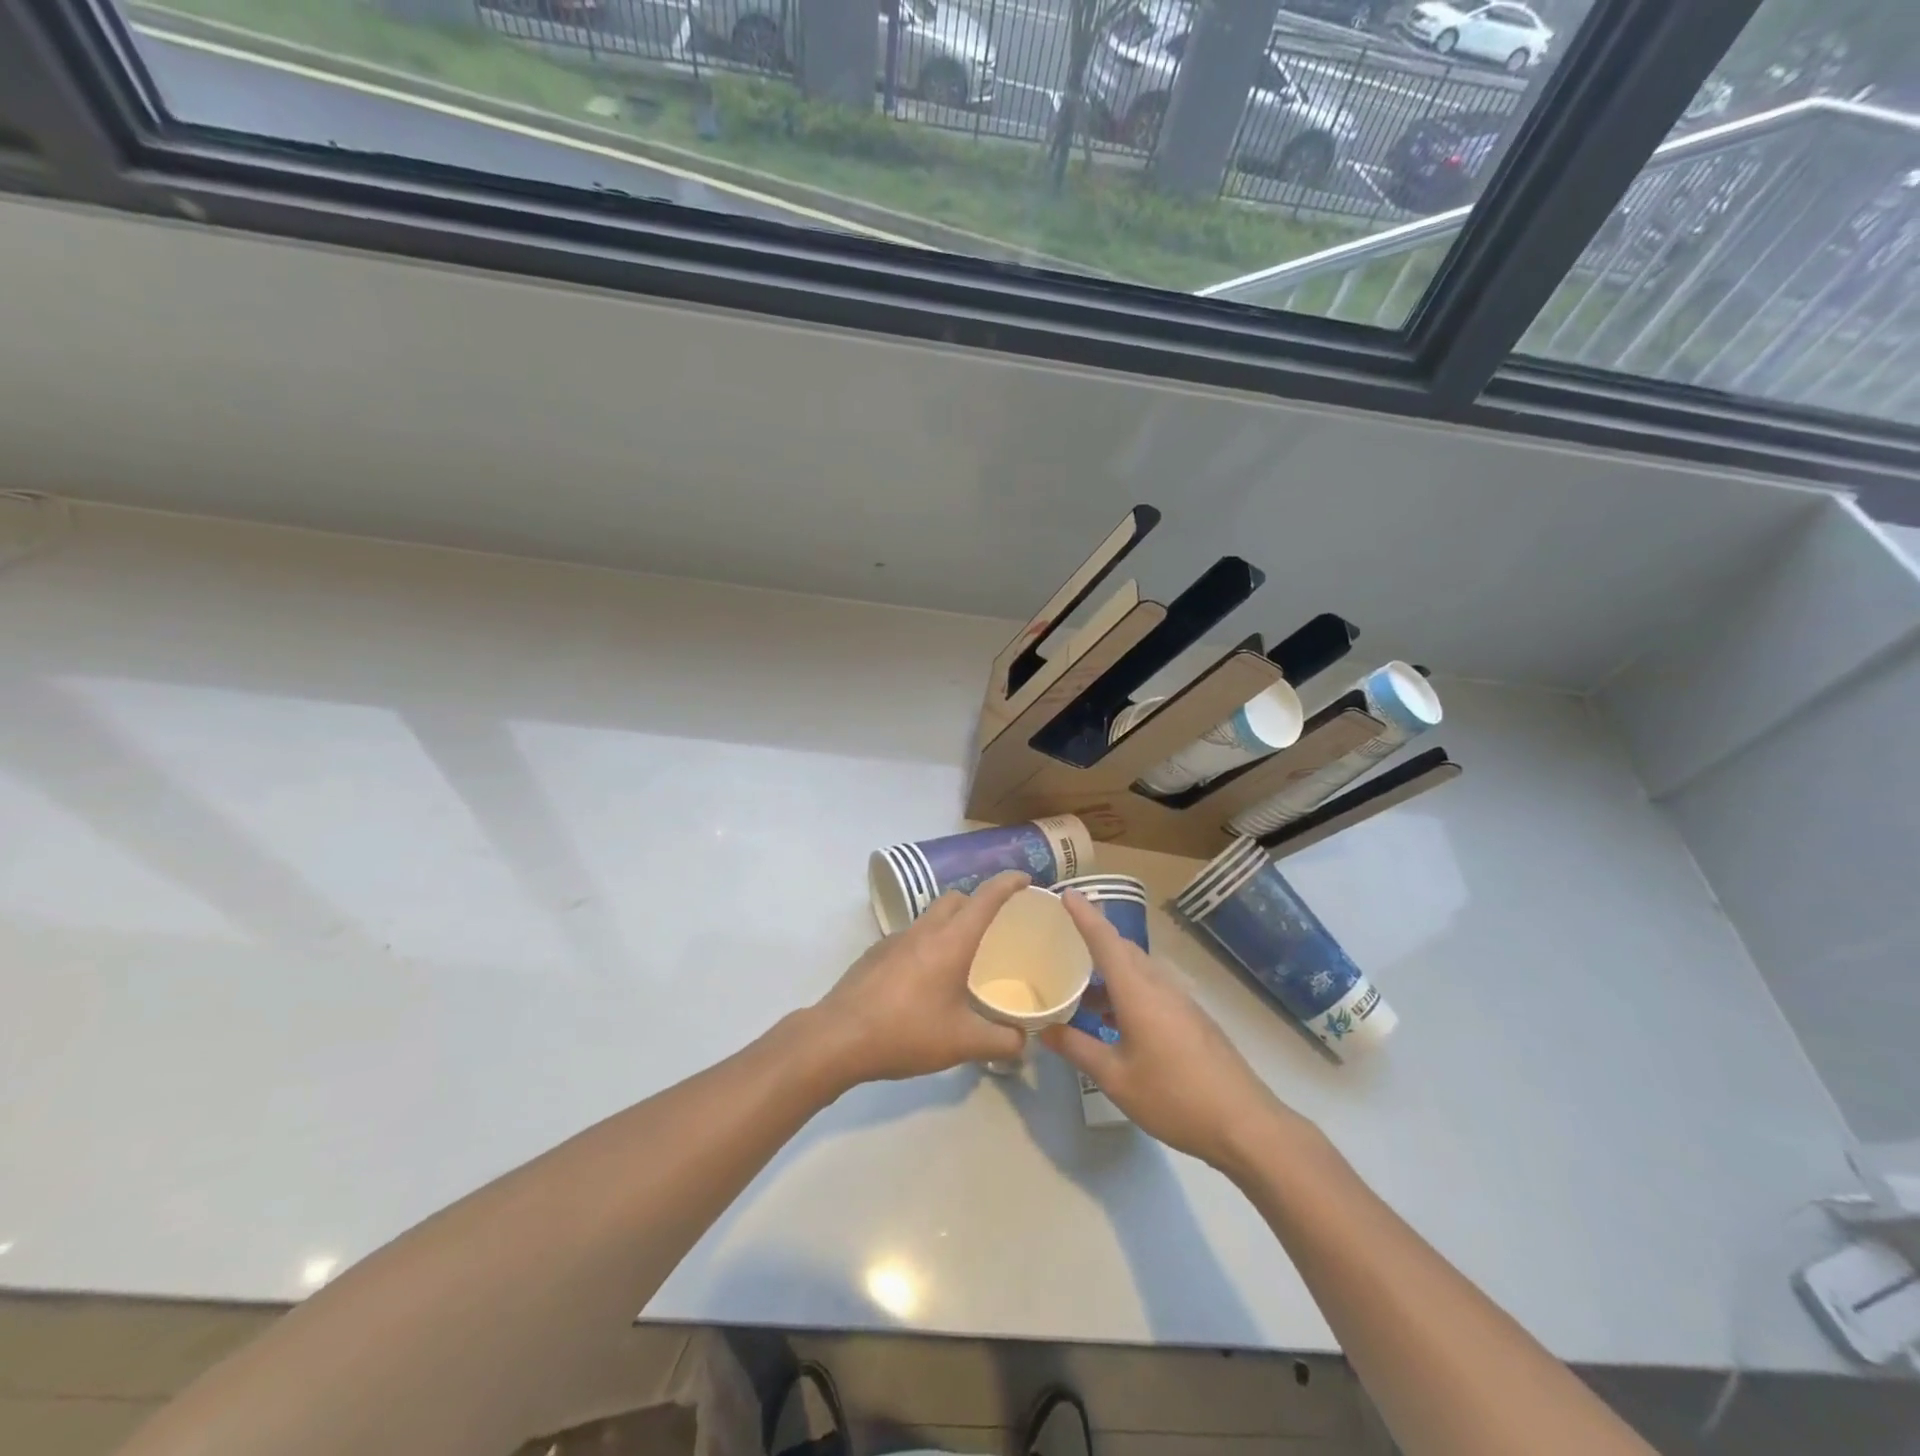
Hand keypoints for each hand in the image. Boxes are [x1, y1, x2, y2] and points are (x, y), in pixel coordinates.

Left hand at [813, 871, 1030, 1085]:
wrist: (839, 1038)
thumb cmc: (907, 1032)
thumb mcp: (963, 1043)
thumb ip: (1001, 1041)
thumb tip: (1022, 1040)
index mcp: (951, 941)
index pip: (985, 898)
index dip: (1008, 883)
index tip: (1025, 879)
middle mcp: (924, 930)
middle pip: (955, 899)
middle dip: (978, 902)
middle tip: (995, 926)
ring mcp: (895, 939)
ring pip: (930, 917)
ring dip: (950, 924)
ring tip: (962, 956)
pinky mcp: (875, 953)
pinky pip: (910, 937)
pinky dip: (926, 945)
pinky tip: (926, 980)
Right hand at [1042, 892, 1299, 1170]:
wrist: (1244, 1124)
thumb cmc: (1174, 1097)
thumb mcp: (1116, 1078)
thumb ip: (1078, 1049)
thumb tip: (1046, 1029)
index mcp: (1138, 991)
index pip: (1105, 940)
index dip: (1084, 914)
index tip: (1065, 893)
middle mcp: (1160, 985)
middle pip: (1123, 950)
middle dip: (1094, 940)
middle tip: (1062, 943)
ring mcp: (1180, 1001)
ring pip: (1138, 970)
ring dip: (1110, 971)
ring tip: (1081, 990)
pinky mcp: (1192, 1019)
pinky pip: (1152, 988)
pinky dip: (1127, 990)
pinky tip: (1114, 1020)